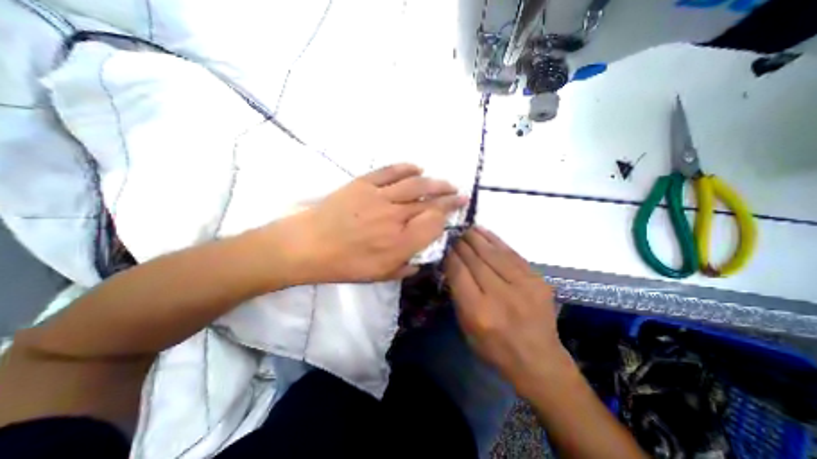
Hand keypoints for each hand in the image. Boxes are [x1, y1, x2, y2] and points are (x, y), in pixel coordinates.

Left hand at [280, 162, 464, 284]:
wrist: (307, 245)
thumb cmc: (344, 265)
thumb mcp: (378, 276)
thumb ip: (404, 268)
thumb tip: (418, 259)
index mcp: (400, 243)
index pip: (434, 224)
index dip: (446, 217)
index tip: (453, 213)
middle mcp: (395, 217)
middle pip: (430, 202)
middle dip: (449, 198)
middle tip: (460, 194)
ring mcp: (379, 197)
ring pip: (415, 185)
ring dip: (435, 182)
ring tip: (446, 182)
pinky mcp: (364, 184)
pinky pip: (390, 171)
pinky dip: (406, 168)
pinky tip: (417, 168)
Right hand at [447, 227, 570, 396]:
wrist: (538, 360)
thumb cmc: (494, 348)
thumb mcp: (466, 327)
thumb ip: (458, 295)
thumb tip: (452, 265)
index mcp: (478, 311)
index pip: (459, 273)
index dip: (451, 256)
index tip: (445, 246)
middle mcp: (500, 295)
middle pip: (476, 260)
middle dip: (462, 244)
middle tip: (454, 234)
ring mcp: (522, 286)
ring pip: (493, 253)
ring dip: (477, 238)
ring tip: (467, 229)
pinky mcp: (537, 280)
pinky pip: (512, 254)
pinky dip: (496, 241)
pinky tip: (485, 232)